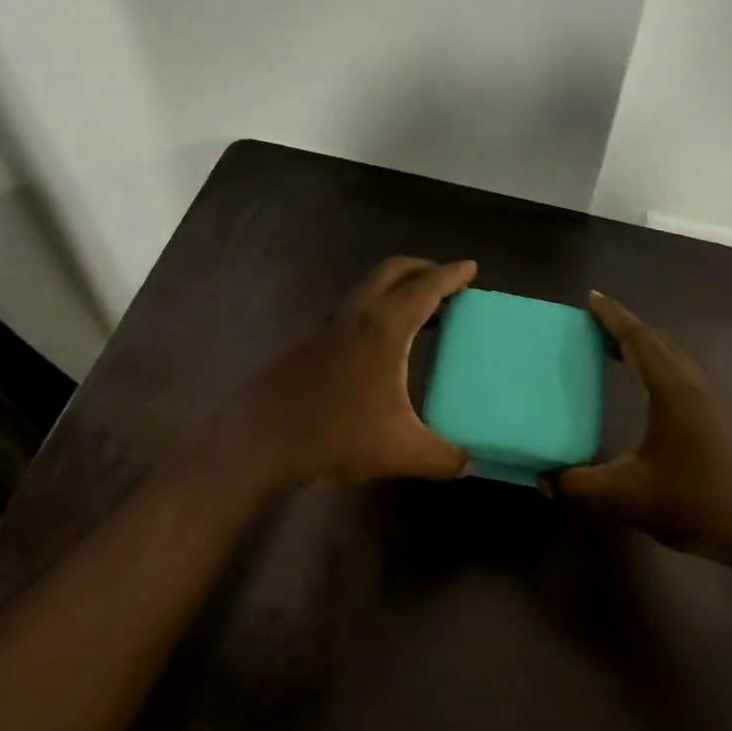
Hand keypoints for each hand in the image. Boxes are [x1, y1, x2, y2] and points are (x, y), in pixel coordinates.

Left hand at [230, 257, 477, 487]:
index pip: (425, 288)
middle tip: (445, 281)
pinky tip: (378, 350)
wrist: (261, 442)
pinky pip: (350, 315)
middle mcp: (354, 317)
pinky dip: (373, 315)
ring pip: (366, 292)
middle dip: (421, 269)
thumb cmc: (336, 436)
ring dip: (394, 292)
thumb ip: (443, 457)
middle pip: (391, 272)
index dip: (451, 275)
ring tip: (419, 316)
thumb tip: (467, 463)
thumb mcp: (402, 452)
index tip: (470, 267)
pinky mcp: (306, 346)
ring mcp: (325, 328)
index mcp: (383, 329)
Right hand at [549, 293, 731, 566]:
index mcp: (670, 389)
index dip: (613, 317)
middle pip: (657, 341)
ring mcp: (706, 402)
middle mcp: (690, 385)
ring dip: (643, 347)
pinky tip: (645, 390)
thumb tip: (542, 480)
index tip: (591, 297)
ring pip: (671, 358)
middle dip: (626, 328)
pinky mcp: (713, 420)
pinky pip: (678, 376)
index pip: (638, 339)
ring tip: (613, 350)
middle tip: (594, 324)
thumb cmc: (693, 500)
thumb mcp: (625, 495)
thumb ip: (578, 486)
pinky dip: (655, 368)